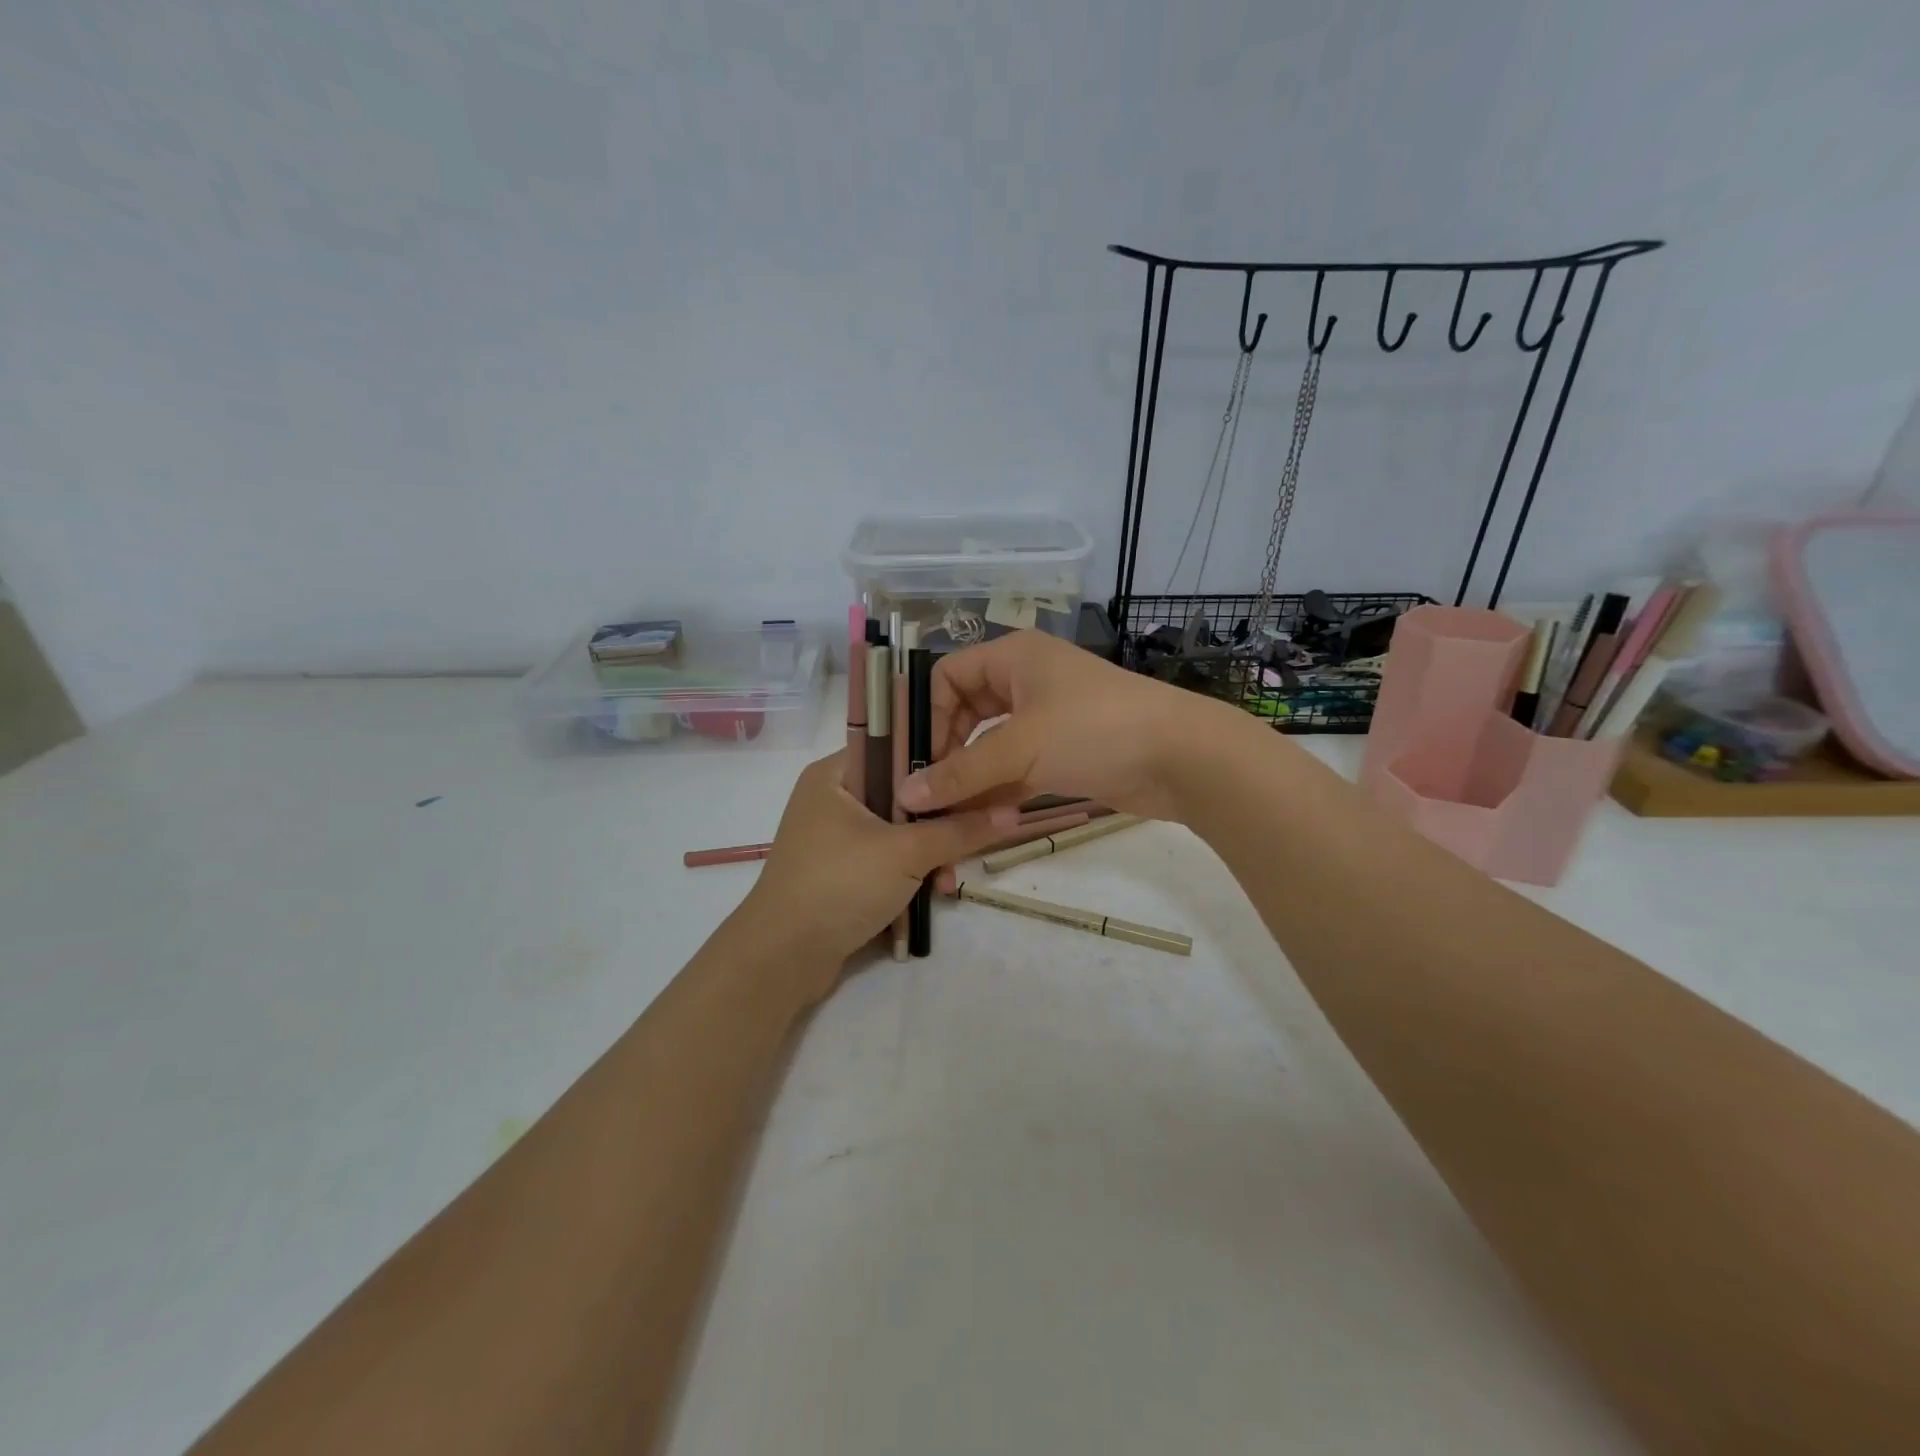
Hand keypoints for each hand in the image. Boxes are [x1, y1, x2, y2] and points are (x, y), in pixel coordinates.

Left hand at [744, 752, 1011, 991]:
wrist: (782, 958)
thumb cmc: (839, 885)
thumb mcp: (906, 853)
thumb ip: (961, 830)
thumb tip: (1015, 812)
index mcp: (836, 773)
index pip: (896, 745)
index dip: (940, 757)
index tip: (979, 775)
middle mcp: (833, 797)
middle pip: (904, 793)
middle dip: (940, 822)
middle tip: (970, 839)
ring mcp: (836, 836)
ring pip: (899, 830)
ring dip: (929, 854)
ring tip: (947, 882)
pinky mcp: (842, 869)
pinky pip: (887, 858)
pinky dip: (909, 874)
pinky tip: (932, 895)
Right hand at [896, 630, 1217, 822]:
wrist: (1181, 757)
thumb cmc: (1094, 730)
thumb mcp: (1020, 748)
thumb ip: (960, 773)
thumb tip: (904, 797)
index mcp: (1013, 658)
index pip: (947, 676)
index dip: (927, 716)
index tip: (919, 761)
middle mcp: (1025, 681)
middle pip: (966, 713)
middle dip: (947, 752)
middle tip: (929, 794)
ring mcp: (1047, 718)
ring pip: (992, 745)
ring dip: (972, 778)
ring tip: (949, 816)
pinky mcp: (1064, 752)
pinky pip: (1017, 768)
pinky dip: (1000, 790)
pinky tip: (984, 821)